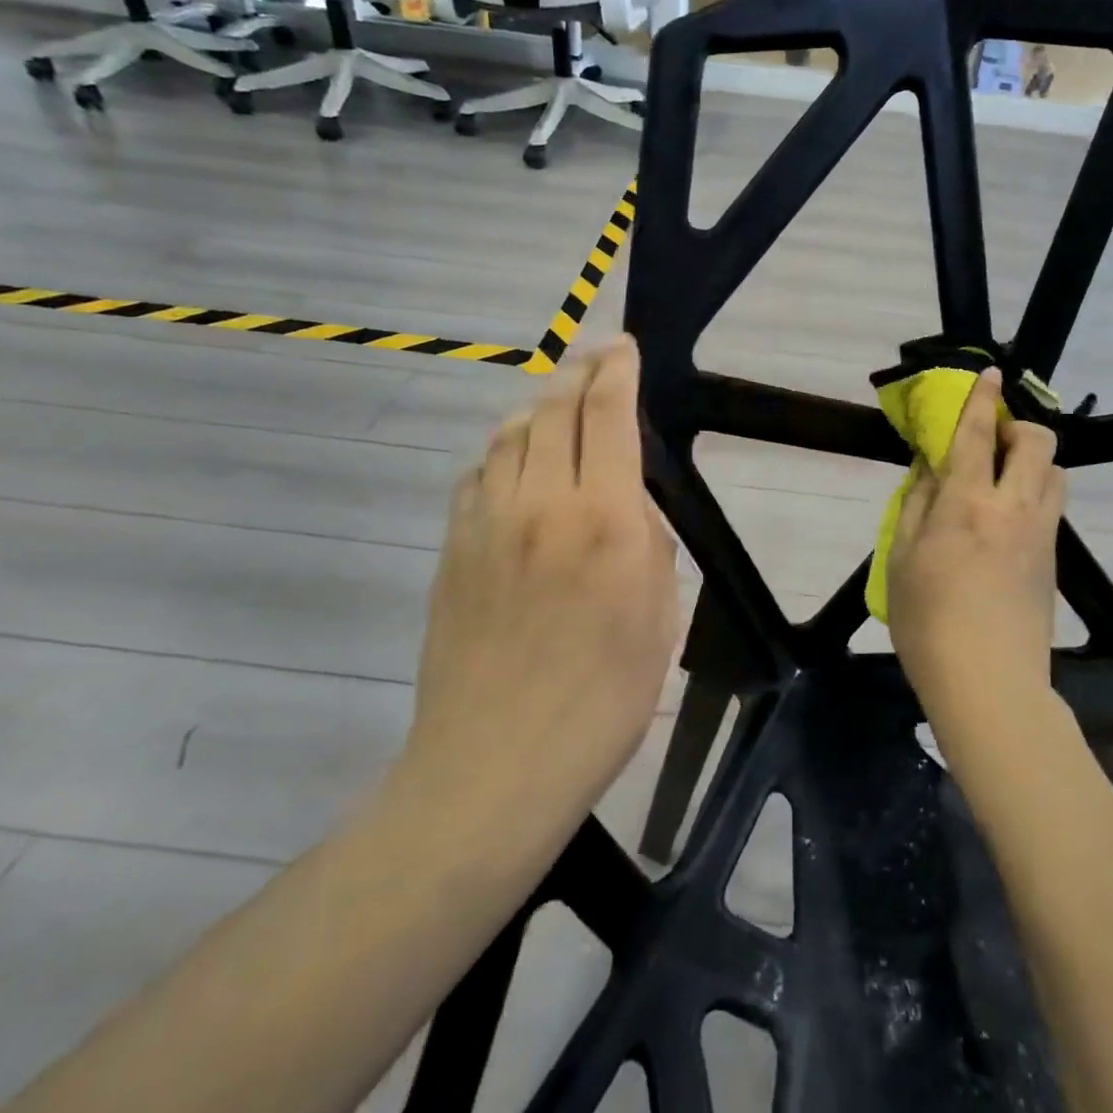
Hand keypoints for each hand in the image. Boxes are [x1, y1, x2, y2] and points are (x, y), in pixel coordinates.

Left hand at [398, 336, 679, 817]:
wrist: (497, 764)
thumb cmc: (604, 697)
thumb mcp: (659, 615)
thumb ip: (646, 540)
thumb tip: (627, 500)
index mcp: (604, 517)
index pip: (607, 414)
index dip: (617, 370)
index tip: (624, 347)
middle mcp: (541, 502)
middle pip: (553, 409)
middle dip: (579, 371)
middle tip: (595, 357)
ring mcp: (487, 522)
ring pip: (508, 434)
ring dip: (537, 406)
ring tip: (557, 402)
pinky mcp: (452, 548)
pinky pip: (477, 475)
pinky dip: (502, 452)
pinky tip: (513, 463)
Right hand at [887, 367, 1064, 734]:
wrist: (989, 684)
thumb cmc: (928, 621)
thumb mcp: (901, 558)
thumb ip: (916, 503)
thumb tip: (929, 467)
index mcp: (967, 503)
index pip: (978, 434)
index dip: (983, 398)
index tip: (990, 373)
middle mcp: (1014, 508)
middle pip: (1037, 443)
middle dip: (1019, 426)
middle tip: (991, 440)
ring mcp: (1042, 534)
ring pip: (1056, 472)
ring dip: (1033, 460)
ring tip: (1003, 477)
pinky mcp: (1053, 560)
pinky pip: (1053, 506)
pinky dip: (1036, 492)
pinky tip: (1008, 519)